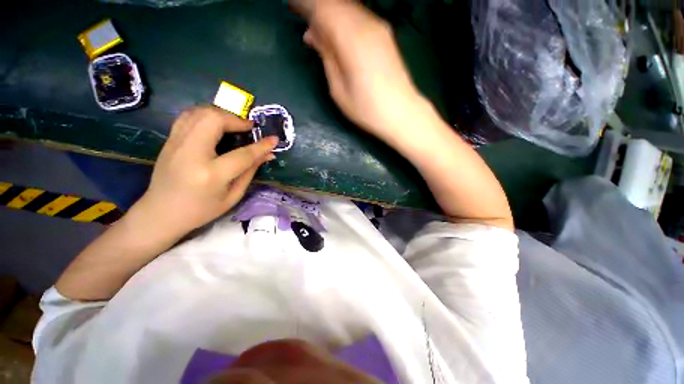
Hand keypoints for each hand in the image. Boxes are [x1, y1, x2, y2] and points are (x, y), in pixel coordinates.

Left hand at [135, 106, 277, 238]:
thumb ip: (250, 171)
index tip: (274, 139)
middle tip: (248, 129)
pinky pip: (188, 116)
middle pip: (214, 120)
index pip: (242, 154)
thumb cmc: (201, 210)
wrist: (160, 213)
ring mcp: (176, 144)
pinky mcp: (169, 140)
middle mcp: (191, 153)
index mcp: (211, 174)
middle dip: (236, 119)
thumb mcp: (232, 196)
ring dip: (221, 114)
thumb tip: (268, 154)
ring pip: (199, 112)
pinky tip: (216, 124)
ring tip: (234, 124)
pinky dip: (206, 114)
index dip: (261, 146)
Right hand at [294, 0, 425, 142]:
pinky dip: (344, 20)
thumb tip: (313, 34)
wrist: (401, 113)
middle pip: (335, 4)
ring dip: (330, 14)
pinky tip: (337, 35)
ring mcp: (378, 27)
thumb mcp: (338, 89)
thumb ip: (326, 56)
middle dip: (316, 7)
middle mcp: (365, 24)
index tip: (290, 7)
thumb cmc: (366, 109)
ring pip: (347, 8)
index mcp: (349, 38)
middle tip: (303, 19)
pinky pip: (359, 17)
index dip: (304, 4)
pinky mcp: (385, 35)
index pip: (321, 7)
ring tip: (318, 31)